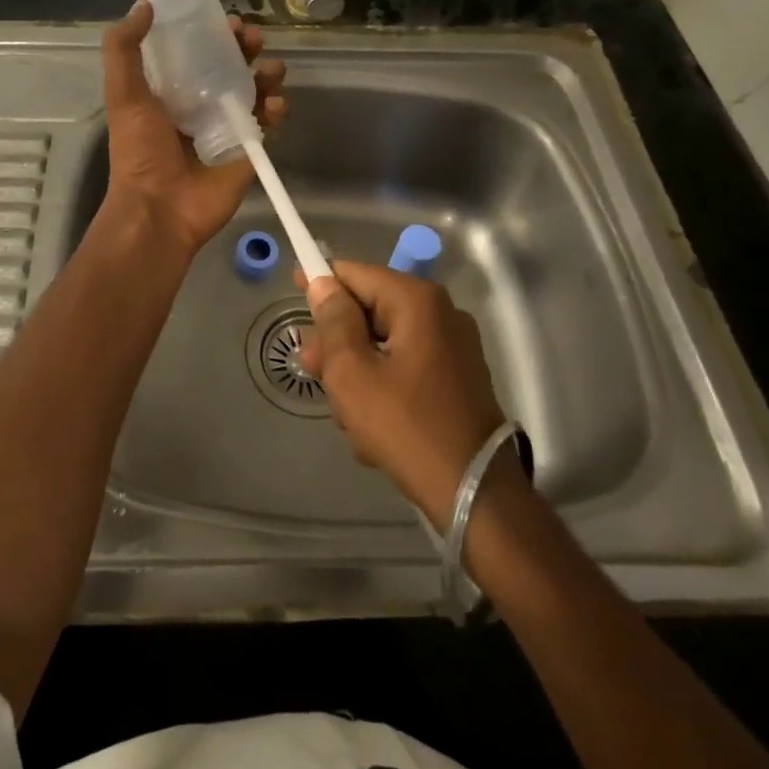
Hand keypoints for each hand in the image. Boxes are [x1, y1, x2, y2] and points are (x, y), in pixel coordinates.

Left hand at [98, 0, 288, 259]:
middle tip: (253, 38)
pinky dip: (277, 107)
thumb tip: (144, 5)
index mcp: (172, 91)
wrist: (159, 208)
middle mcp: (201, 105)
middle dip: (247, 48)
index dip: (215, 35)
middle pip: (233, 66)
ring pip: (256, 90)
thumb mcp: (123, 94)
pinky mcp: (249, 149)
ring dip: (268, 74)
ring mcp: (228, 127)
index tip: (228, 22)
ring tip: (271, 69)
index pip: (199, 53)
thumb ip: (125, 49)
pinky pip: (269, 121)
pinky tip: (274, 104)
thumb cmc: (139, 150)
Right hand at [300, 261, 507, 525]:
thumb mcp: (352, 373)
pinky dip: (382, 388)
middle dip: (337, 341)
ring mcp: (452, 348)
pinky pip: (404, 368)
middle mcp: (440, 314)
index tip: (293, 292)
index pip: (355, 273)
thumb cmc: (405, 427)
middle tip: (312, 371)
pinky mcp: (456, 379)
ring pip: (383, 344)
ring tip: (347, 417)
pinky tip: (371, 429)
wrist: (475, 495)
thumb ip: (333, 322)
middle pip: (369, 310)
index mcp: (416, 302)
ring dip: (357, 373)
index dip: (321, 282)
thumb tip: (323, 284)